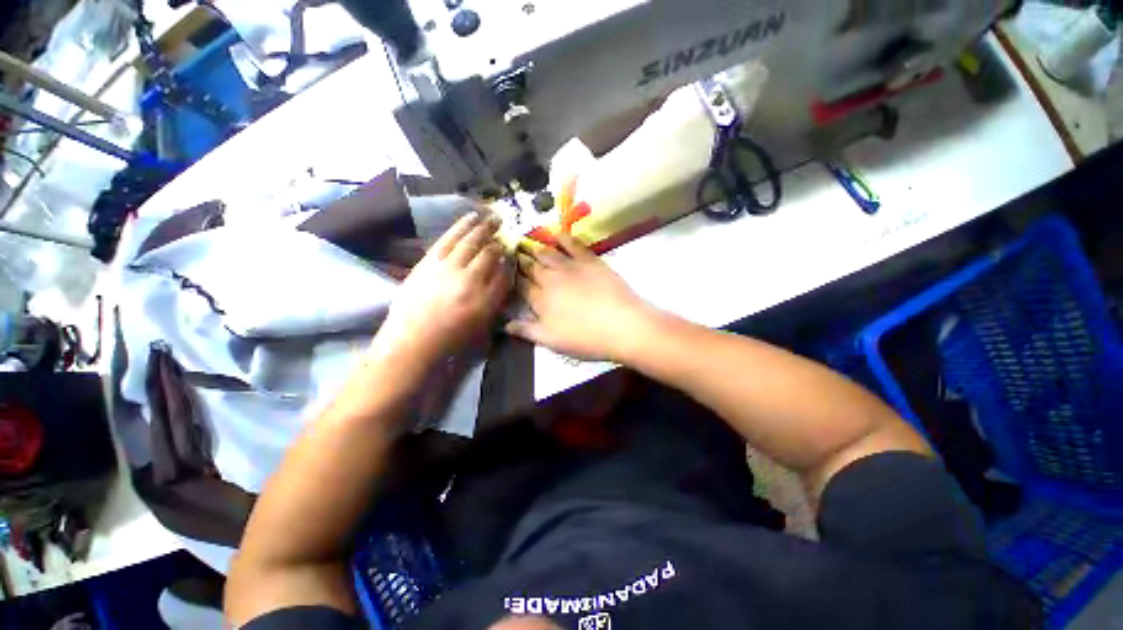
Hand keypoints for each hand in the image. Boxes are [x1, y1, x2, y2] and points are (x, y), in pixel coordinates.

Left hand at [375, 211, 511, 362]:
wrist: (412, 340)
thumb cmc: (450, 339)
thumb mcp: (482, 326)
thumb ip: (495, 300)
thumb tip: (502, 275)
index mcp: (486, 301)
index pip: (504, 274)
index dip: (509, 260)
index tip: (512, 252)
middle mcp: (470, 281)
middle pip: (489, 253)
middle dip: (498, 239)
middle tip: (504, 225)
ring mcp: (448, 269)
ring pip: (470, 241)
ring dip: (482, 226)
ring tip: (490, 216)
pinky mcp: (429, 262)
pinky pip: (448, 239)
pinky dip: (460, 226)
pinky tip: (469, 218)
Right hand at [508, 233, 655, 361]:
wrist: (622, 325)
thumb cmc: (586, 339)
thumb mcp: (552, 342)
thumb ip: (527, 331)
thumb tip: (504, 324)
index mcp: (540, 300)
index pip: (520, 286)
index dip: (512, 278)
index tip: (504, 270)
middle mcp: (551, 279)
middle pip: (531, 267)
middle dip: (519, 260)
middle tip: (511, 251)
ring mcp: (570, 267)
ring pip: (547, 253)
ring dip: (535, 247)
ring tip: (526, 242)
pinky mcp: (589, 261)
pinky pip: (573, 244)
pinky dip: (563, 237)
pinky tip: (557, 233)